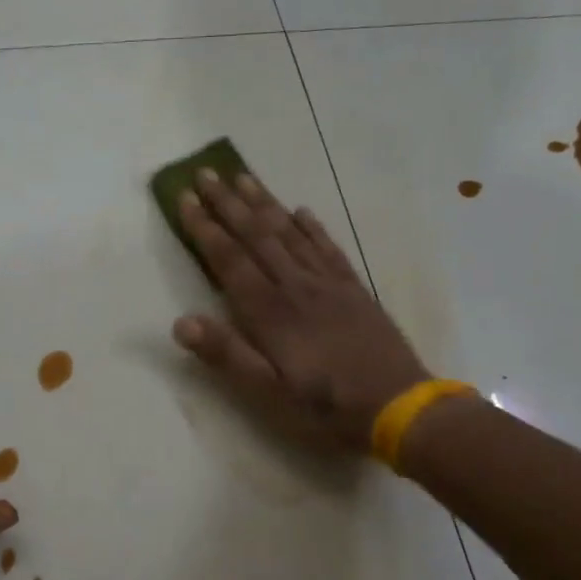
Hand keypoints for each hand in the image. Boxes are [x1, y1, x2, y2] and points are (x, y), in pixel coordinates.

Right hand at [172, 170, 429, 452]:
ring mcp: (328, 285)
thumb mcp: (268, 393)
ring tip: (244, 177)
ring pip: (290, 233)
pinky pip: (328, 248)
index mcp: (270, 312)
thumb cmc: (325, 406)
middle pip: (257, 235)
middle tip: (206, 172)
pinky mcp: (354, 290)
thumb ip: (226, 355)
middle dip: (228, 203)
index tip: (185, 197)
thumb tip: (181, 322)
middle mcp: (296, 287)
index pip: (229, 260)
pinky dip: (312, 226)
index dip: (205, 228)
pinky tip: (302, 211)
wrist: (399, 407)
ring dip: (264, 204)